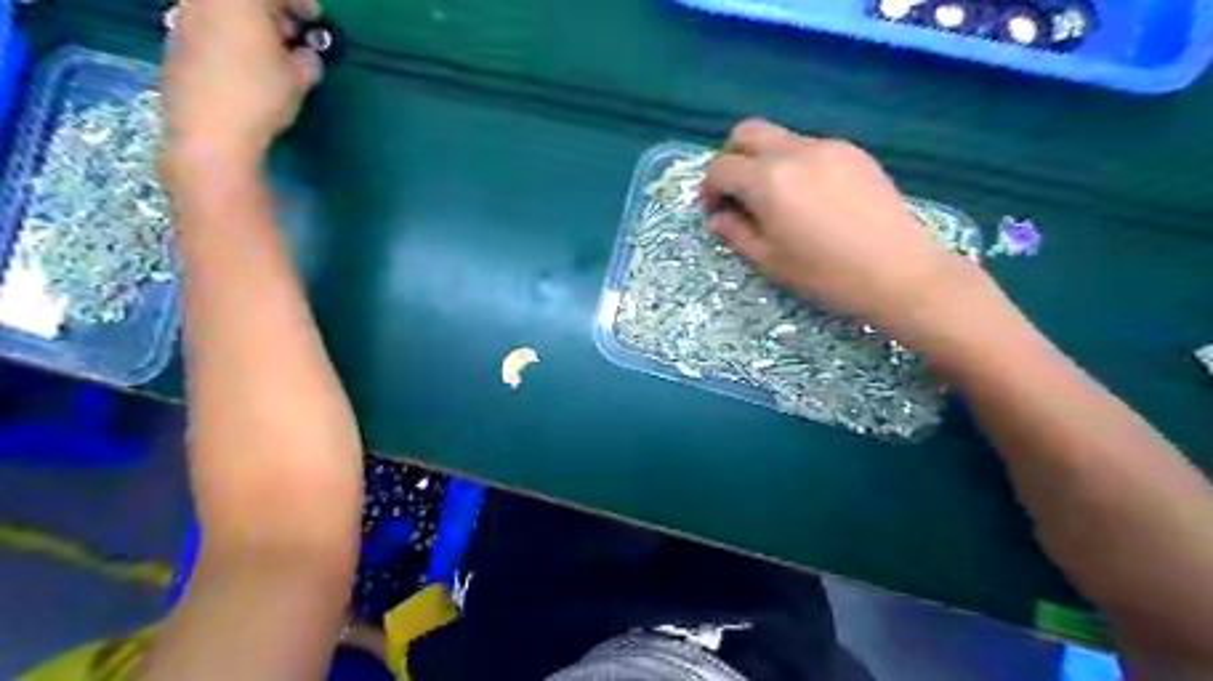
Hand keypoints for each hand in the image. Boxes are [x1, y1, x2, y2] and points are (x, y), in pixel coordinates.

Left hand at [162, 0, 322, 182]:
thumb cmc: (259, 96)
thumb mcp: (298, 79)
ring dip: (250, 26)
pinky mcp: (175, 45)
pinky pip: (210, 29)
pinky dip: (232, 38)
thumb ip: (307, 60)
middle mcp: (204, 1)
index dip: (299, 1)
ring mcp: (184, 21)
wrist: (209, 131)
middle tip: (294, 35)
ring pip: (223, 11)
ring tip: (272, 54)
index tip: (315, 18)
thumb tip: (305, 55)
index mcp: (237, 0)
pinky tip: (247, 67)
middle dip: (271, 11)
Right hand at [702, 120, 973, 332]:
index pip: (720, 167)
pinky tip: (808, 197)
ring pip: (779, 137)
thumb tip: (718, 216)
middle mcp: (794, 151)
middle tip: (735, 192)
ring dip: (763, 160)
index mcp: (768, 180)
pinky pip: (809, 147)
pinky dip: (793, 163)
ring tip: (775, 199)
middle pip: (746, 132)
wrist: (899, 271)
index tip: (714, 211)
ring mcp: (827, 146)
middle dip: (730, 158)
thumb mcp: (769, 261)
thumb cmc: (826, 274)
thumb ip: (735, 233)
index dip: (708, 189)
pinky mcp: (853, 152)